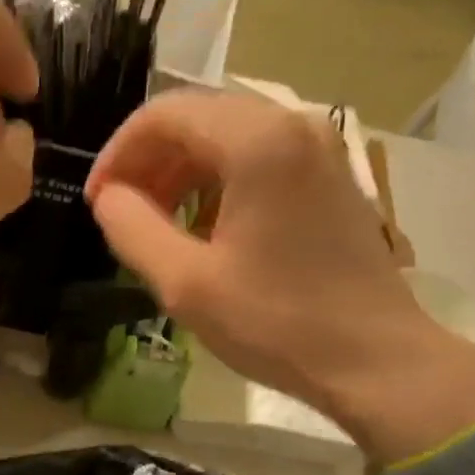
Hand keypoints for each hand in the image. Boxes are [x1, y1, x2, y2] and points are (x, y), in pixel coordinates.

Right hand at [85, 90, 474, 465]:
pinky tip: (205, 228)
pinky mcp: (332, 178)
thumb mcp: (185, 283)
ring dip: (182, 172)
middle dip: (149, 161)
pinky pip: (260, 158)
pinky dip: (219, 182)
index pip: (164, 114)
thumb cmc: (277, 323)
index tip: (97, 201)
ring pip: (228, 137)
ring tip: (157, 223)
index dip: (118, 154)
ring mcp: (320, 149)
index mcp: (257, 141)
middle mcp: (293, 125)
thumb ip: (131, 228)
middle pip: (198, 118)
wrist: (376, 361)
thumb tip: (109, 198)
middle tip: (123, 213)